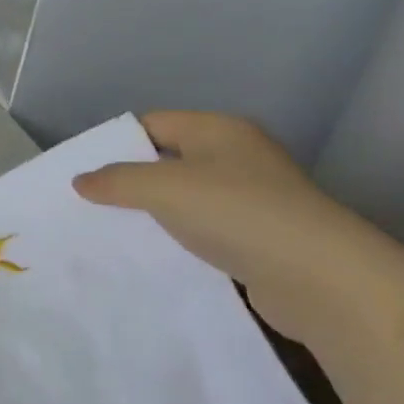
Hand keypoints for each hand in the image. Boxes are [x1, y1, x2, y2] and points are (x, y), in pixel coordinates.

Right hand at [72, 112, 403, 353]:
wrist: (322, 280)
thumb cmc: (237, 214)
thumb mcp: (162, 188)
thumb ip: (115, 180)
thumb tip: (81, 181)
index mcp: (219, 130)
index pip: (152, 124)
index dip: (115, 143)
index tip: (82, 170)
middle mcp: (238, 157)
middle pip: (167, 160)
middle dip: (129, 180)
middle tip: (88, 202)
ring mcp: (253, 199)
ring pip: (185, 198)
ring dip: (153, 213)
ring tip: (112, 230)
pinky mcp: (260, 238)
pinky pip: (204, 230)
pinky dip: (178, 239)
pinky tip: (154, 255)